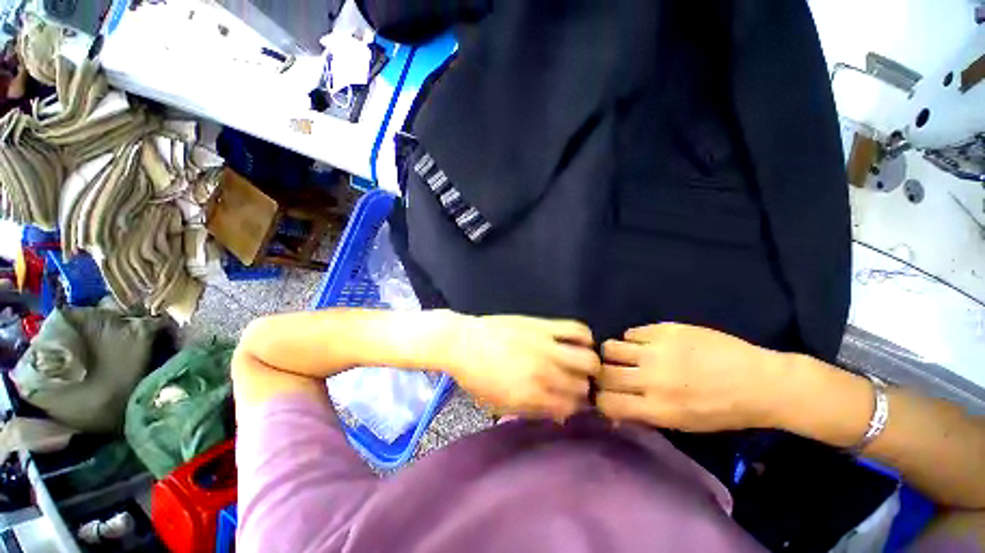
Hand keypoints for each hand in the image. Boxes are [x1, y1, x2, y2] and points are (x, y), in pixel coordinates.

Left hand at [449, 315, 599, 421]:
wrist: (461, 342)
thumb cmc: (476, 377)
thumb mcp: (499, 404)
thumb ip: (531, 410)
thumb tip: (558, 412)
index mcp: (531, 396)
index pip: (570, 407)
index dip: (574, 407)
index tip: (571, 402)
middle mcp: (544, 372)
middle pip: (582, 386)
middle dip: (582, 389)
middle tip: (576, 383)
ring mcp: (545, 346)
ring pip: (588, 360)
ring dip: (590, 366)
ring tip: (582, 364)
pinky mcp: (543, 325)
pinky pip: (577, 329)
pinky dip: (585, 337)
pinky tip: (579, 342)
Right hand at [597, 323, 787, 431]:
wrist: (759, 382)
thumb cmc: (722, 411)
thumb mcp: (682, 425)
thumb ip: (643, 415)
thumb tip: (614, 409)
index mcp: (657, 408)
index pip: (607, 402)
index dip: (600, 399)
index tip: (605, 395)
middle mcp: (651, 378)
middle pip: (604, 372)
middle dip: (604, 374)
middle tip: (614, 373)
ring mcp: (657, 350)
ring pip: (610, 347)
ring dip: (614, 354)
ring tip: (627, 356)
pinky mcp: (665, 329)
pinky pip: (631, 332)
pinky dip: (633, 340)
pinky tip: (647, 345)